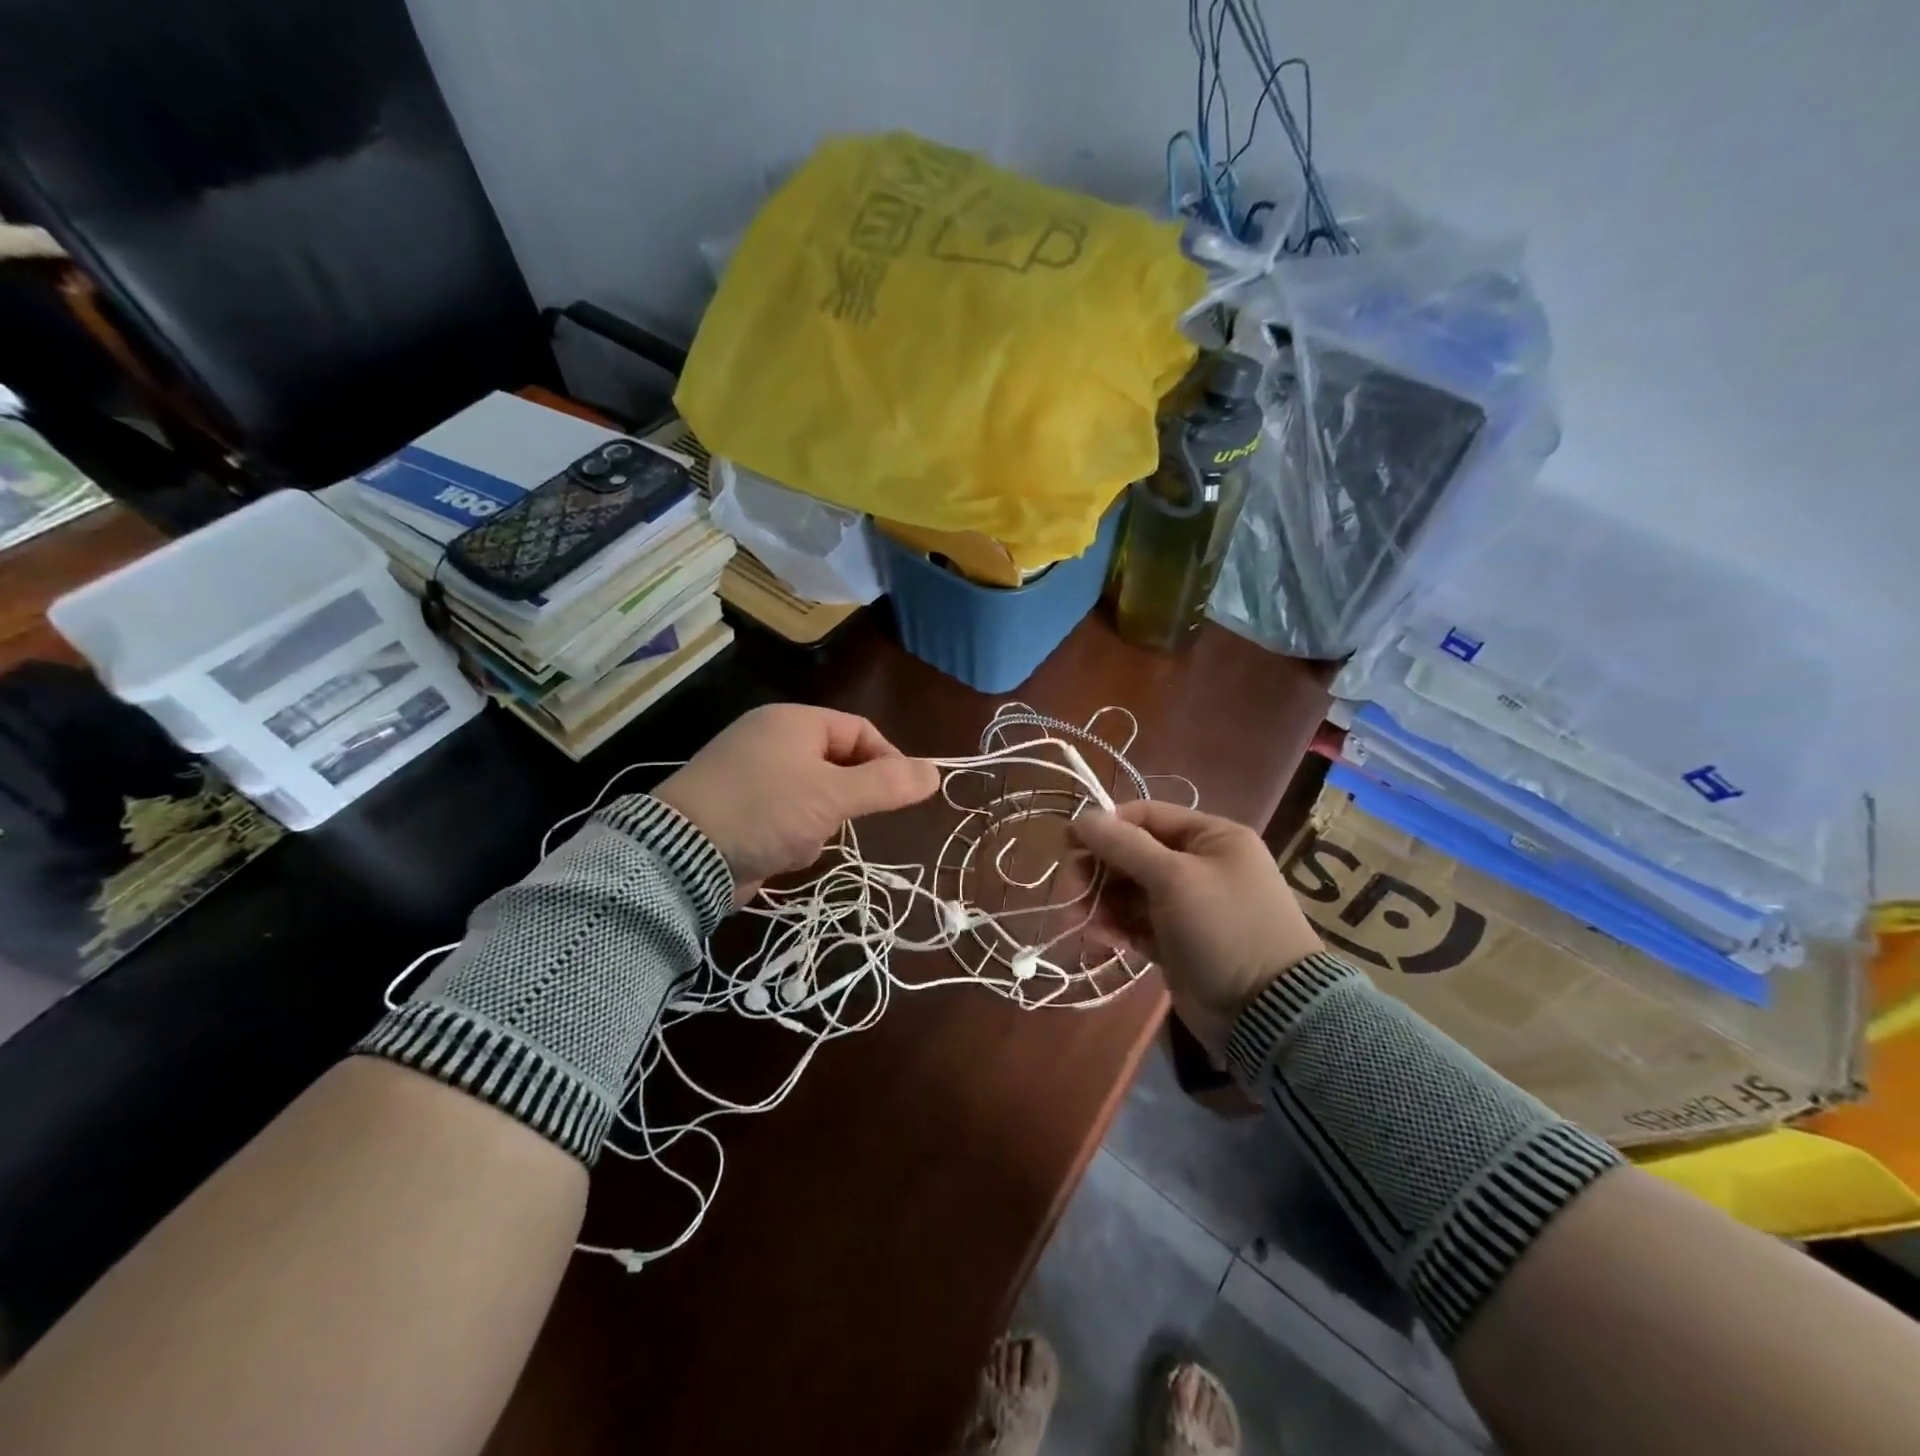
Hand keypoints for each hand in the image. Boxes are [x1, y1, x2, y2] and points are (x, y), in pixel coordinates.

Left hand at [653, 704, 938, 898]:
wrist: (681, 857)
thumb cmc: (765, 811)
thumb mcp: (833, 797)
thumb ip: (887, 784)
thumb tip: (935, 772)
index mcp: (793, 722)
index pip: (859, 730)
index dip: (887, 760)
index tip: (902, 794)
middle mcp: (772, 739)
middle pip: (838, 764)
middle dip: (846, 799)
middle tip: (843, 820)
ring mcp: (752, 774)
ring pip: (816, 795)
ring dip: (820, 822)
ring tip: (802, 839)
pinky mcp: (740, 808)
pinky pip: (788, 816)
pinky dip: (793, 835)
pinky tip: (780, 852)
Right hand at [1068, 801, 1323, 1056]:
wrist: (1267, 1013)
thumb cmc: (1224, 928)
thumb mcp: (1174, 878)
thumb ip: (1125, 845)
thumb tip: (1082, 818)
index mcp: (1212, 837)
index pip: (1147, 815)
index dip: (1106, 825)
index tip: (1068, 843)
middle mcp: (1200, 864)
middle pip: (1133, 853)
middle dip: (1100, 869)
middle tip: (1071, 890)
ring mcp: (1188, 904)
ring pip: (1130, 889)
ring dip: (1102, 901)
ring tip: (1082, 921)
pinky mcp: (1176, 940)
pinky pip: (1136, 921)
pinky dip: (1116, 925)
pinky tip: (1100, 938)